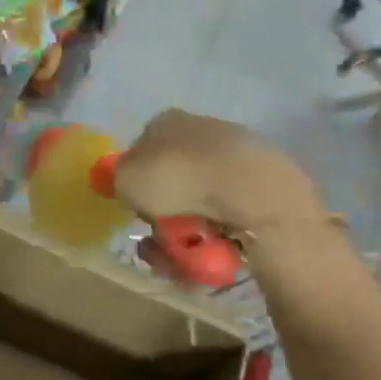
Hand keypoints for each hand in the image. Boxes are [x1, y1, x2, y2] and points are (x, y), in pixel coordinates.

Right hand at [113, 110, 325, 236]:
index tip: (138, 211)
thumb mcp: (127, 178)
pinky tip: (213, 249)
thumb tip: (132, 185)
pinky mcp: (259, 184)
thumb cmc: (177, 177)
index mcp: (166, 122)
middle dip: (163, 217)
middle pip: (172, 184)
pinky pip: (227, 216)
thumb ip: (121, 180)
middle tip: (159, 242)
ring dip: (186, 234)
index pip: (143, 153)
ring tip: (183, 257)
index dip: (137, 185)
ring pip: (199, 205)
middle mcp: (200, 132)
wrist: (247, 188)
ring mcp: (233, 156)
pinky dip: (216, 236)